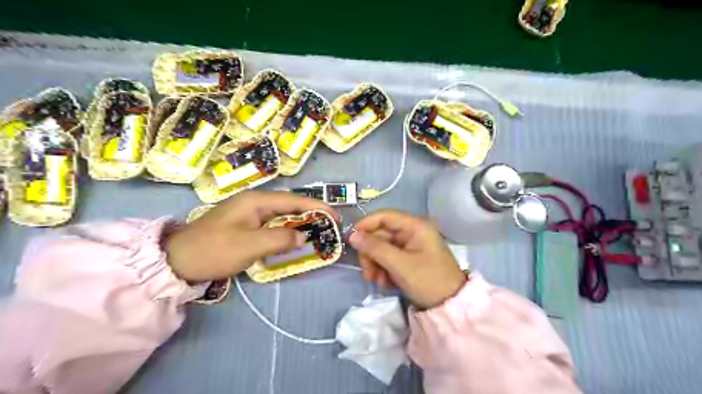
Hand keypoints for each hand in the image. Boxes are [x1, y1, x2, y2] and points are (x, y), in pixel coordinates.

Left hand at [166, 192, 338, 282]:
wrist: (177, 260)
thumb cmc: (214, 250)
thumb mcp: (249, 246)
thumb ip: (280, 239)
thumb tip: (303, 237)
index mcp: (256, 201)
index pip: (294, 200)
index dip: (317, 207)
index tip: (336, 216)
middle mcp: (254, 202)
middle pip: (290, 204)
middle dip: (312, 212)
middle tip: (331, 224)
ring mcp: (248, 213)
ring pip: (282, 214)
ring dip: (301, 220)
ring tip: (319, 229)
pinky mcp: (245, 224)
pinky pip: (273, 223)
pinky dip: (287, 229)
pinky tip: (294, 237)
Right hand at [347, 210, 464, 309]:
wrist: (450, 307)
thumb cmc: (428, 280)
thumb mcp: (400, 265)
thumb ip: (375, 248)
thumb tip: (352, 235)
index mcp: (415, 226)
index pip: (385, 216)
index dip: (366, 225)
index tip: (351, 239)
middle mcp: (412, 232)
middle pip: (381, 234)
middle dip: (371, 253)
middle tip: (367, 272)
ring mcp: (411, 246)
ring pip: (382, 248)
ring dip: (376, 264)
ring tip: (377, 281)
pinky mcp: (409, 260)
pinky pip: (389, 259)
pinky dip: (384, 270)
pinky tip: (386, 284)